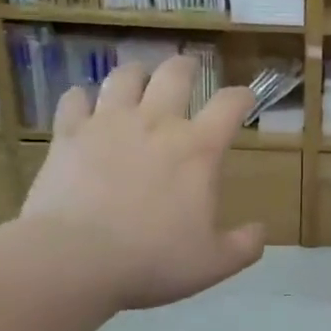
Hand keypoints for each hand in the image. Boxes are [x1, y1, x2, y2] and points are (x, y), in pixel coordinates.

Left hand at [21, 56, 264, 311]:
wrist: (74, 259)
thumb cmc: (152, 260)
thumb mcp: (214, 263)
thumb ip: (244, 245)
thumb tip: (261, 231)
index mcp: (198, 149)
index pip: (230, 105)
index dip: (242, 96)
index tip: (245, 99)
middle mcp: (156, 123)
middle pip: (175, 74)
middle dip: (187, 67)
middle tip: (189, 69)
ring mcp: (108, 124)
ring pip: (125, 76)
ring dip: (136, 74)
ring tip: (138, 78)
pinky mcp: (69, 135)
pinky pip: (74, 100)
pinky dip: (81, 97)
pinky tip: (83, 104)